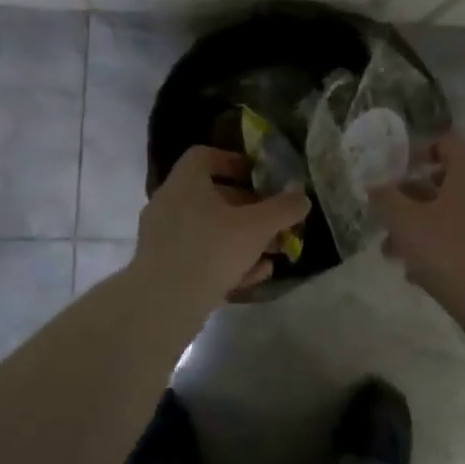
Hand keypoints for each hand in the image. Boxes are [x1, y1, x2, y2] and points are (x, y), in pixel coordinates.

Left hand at [133, 146, 309, 300]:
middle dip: (250, 210)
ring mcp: (163, 238)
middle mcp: (169, 204)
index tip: (258, 177)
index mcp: (185, 183)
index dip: (233, 161)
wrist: (162, 306)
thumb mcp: (256, 227)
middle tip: (276, 224)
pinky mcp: (163, 268)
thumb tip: (302, 197)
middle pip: (213, 197)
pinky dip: (226, 261)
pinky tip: (253, 277)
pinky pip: (199, 255)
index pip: (204, 156)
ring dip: (243, 239)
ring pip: (210, 230)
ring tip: (272, 255)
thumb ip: (283, 209)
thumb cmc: (210, 251)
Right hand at [370, 133, 464, 300]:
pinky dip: (447, 245)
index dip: (416, 154)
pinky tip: (420, 273)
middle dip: (413, 200)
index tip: (394, 175)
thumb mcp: (405, 222)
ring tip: (396, 254)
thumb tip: (374, 184)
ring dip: (425, 226)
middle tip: (390, 219)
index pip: (445, 143)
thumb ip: (385, 198)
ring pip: (457, 212)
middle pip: (448, 181)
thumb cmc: (450, 249)